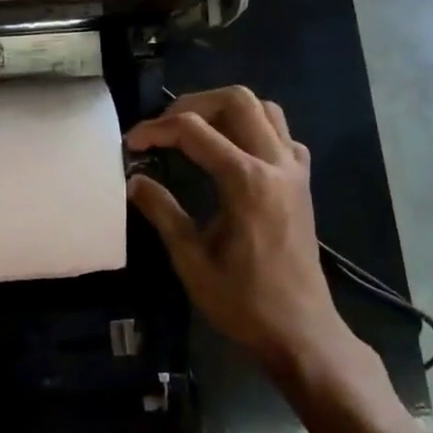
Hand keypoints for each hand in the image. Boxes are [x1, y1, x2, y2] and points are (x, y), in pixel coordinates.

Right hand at [125, 88, 346, 375]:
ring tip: (193, 132)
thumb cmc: (242, 301)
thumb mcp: (190, 258)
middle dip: (192, 104)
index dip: (155, 130)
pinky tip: (231, 151)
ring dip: (225, 111)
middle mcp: (276, 164)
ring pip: (264, 109)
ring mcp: (295, 171)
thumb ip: (162, 211)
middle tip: (163, 128)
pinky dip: (253, 129)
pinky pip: (282, 134)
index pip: (193, 131)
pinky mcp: (302, 183)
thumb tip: (134, 180)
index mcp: (246, 182)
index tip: (130, 144)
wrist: (300, 331)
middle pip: (237, 100)